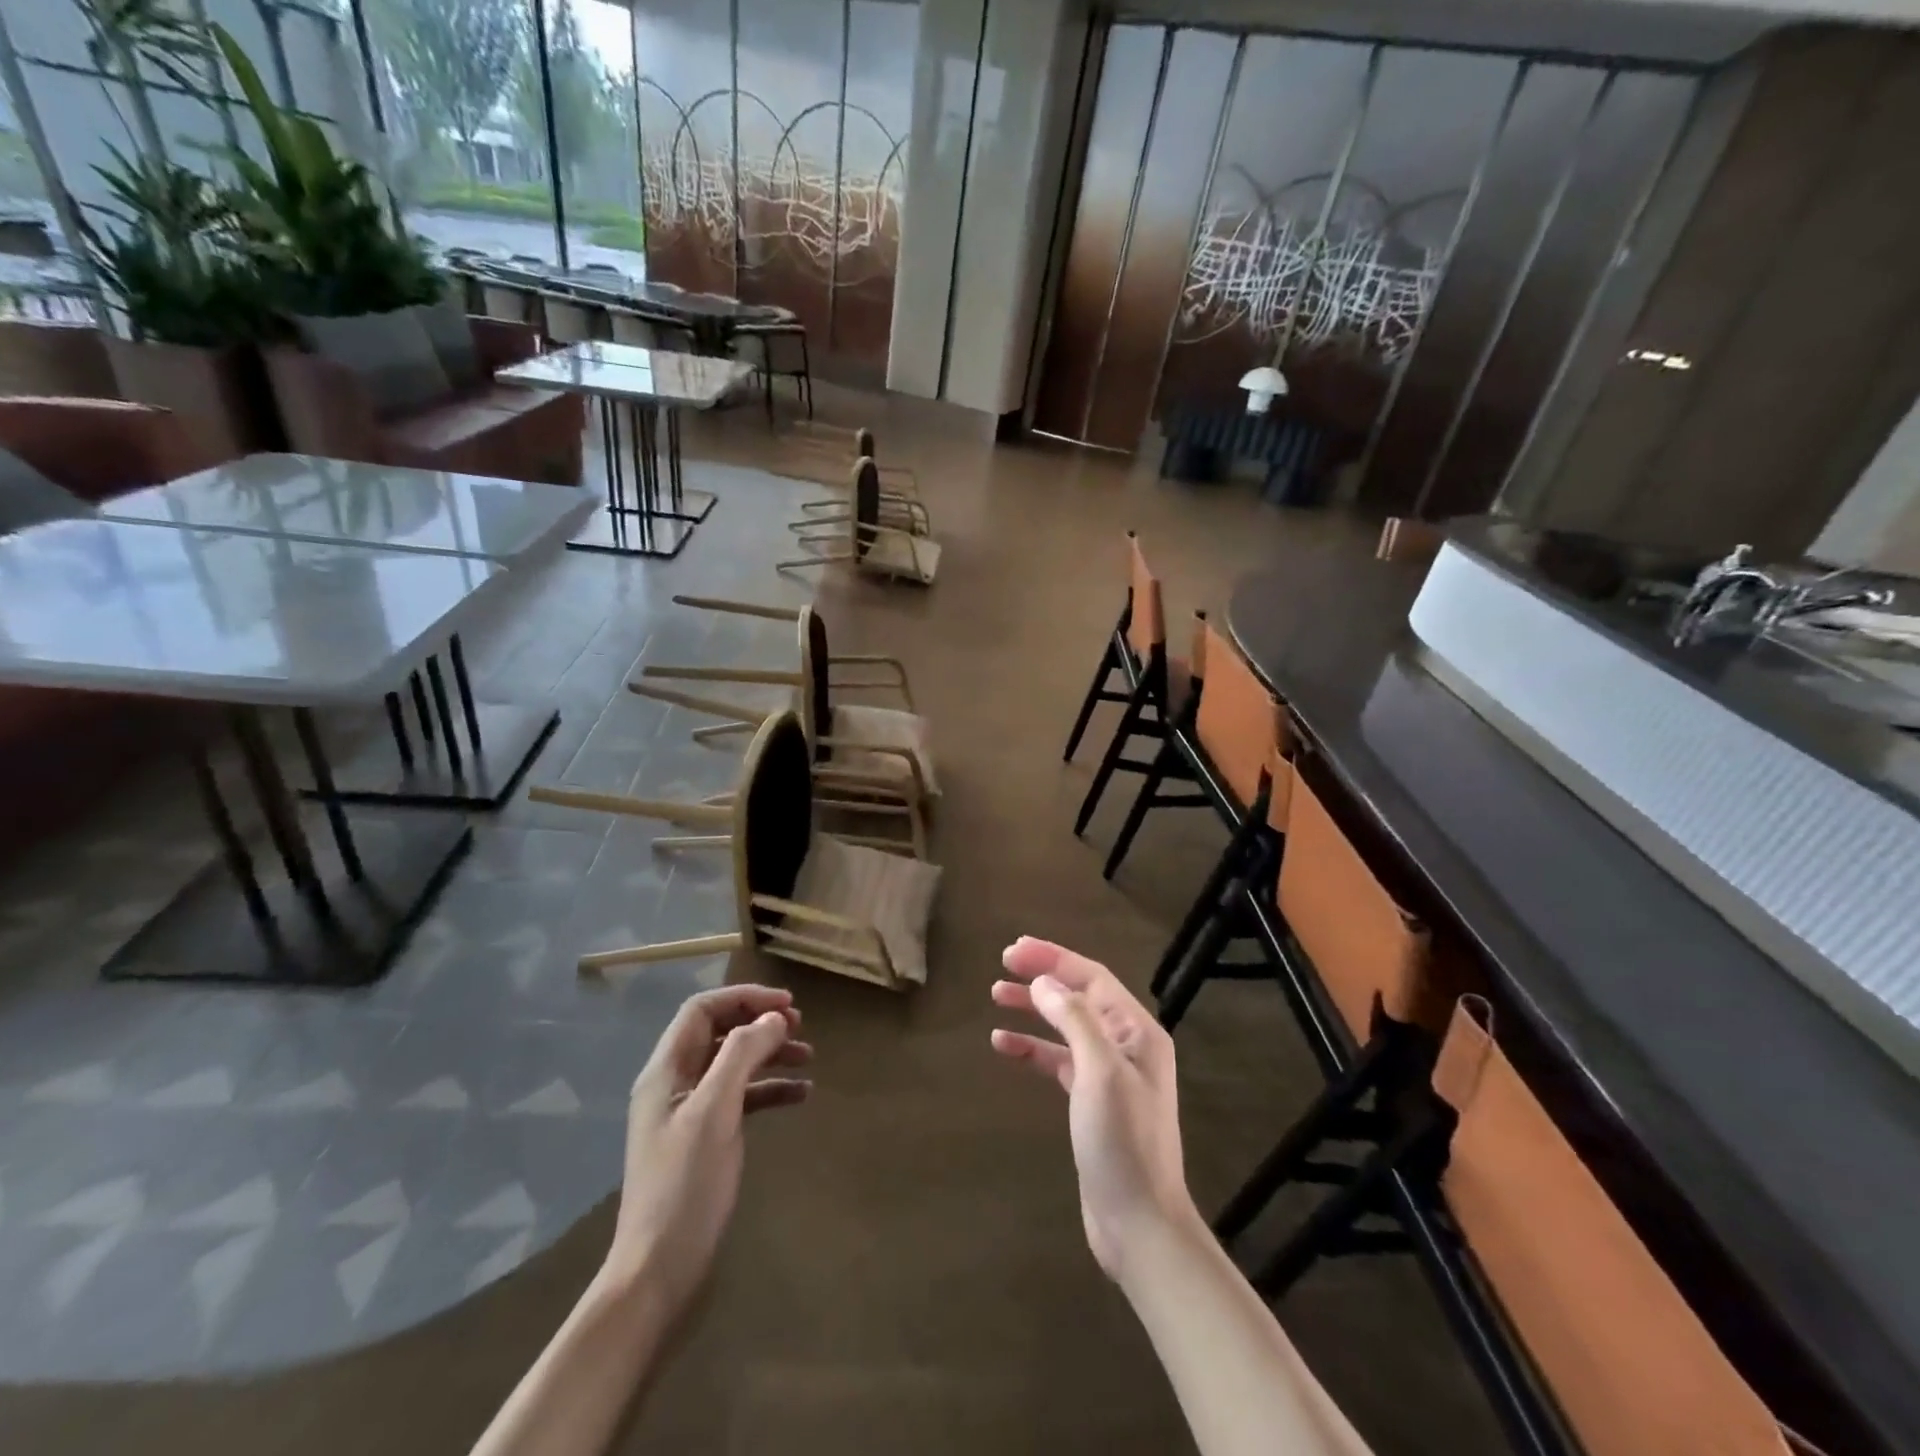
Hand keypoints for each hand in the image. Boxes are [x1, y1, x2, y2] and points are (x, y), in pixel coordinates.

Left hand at [605, 985, 811, 1317]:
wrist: (658, 1274)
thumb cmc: (684, 1186)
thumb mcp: (715, 1112)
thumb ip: (742, 1056)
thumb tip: (774, 1018)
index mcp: (667, 1070)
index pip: (703, 1010)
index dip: (745, 999)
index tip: (787, 1004)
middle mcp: (676, 1084)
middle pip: (721, 1033)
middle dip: (760, 1023)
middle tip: (801, 1027)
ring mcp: (690, 1113)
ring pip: (735, 1064)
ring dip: (770, 1055)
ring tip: (809, 1057)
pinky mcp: (706, 1140)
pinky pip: (742, 1098)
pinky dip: (770, 1090)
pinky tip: (801, 1095)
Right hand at [990, 937, 1199, 1280]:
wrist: (1139, 1224)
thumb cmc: (1122, 1143)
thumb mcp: (1099, 1072)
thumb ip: (1074, 1020)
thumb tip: (1044, 983)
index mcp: (1137, 1031)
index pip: (1092, 977)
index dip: (1053, 959)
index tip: (1013, 950)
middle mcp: (1126, 1045)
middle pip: (1079, 996)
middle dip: (1042, 978)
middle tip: (1002, 964)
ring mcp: (1109, 1074)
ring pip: (1065, 1026)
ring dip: (1033, 1009)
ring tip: (996, 996)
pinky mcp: (1091, 1101)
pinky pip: (1058, 1060)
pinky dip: (1033, 1048)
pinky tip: (1004, 1044)